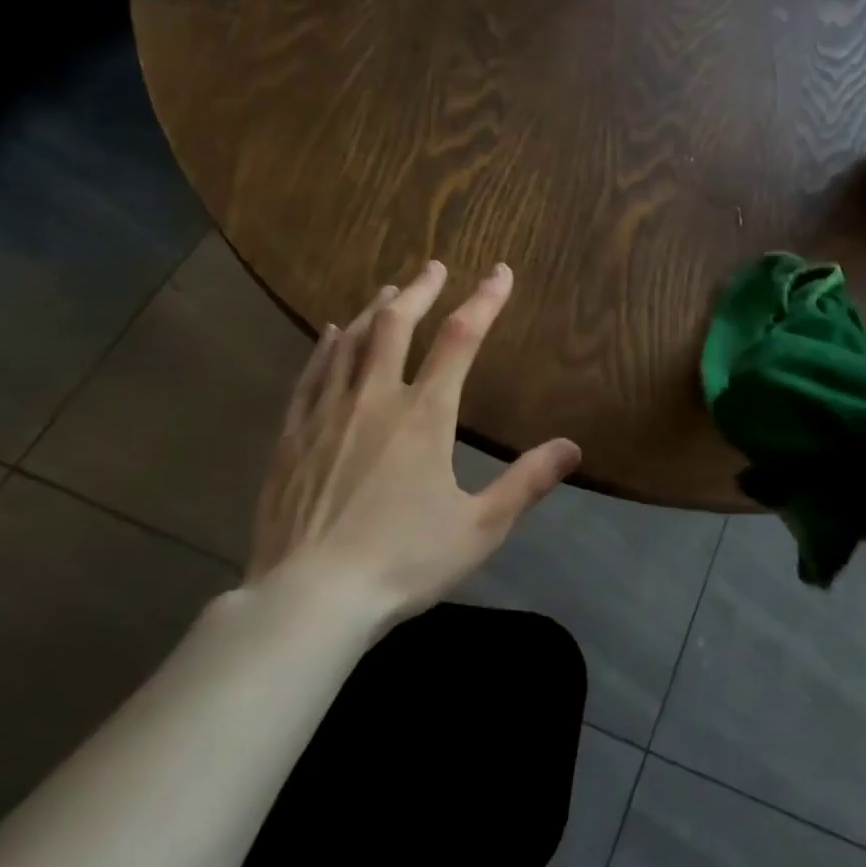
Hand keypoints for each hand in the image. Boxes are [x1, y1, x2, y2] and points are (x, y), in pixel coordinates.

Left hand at [246, 260, 580, 629]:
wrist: (309, 600)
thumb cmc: (402, 562)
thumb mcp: (480, 528)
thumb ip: (527, 483)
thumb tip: (572, 448)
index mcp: (424, 415)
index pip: (461, 338)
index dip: (485, 300)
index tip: (500, 272)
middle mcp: (375, 399)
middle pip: (397, 324)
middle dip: (421, 290)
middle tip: (435, 266)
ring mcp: (327, 414)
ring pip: (352, 342)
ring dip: (375, 310)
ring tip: (390, 290)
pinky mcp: (293, 436)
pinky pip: (311, 375)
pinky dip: (327, 346)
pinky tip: (331, 334)